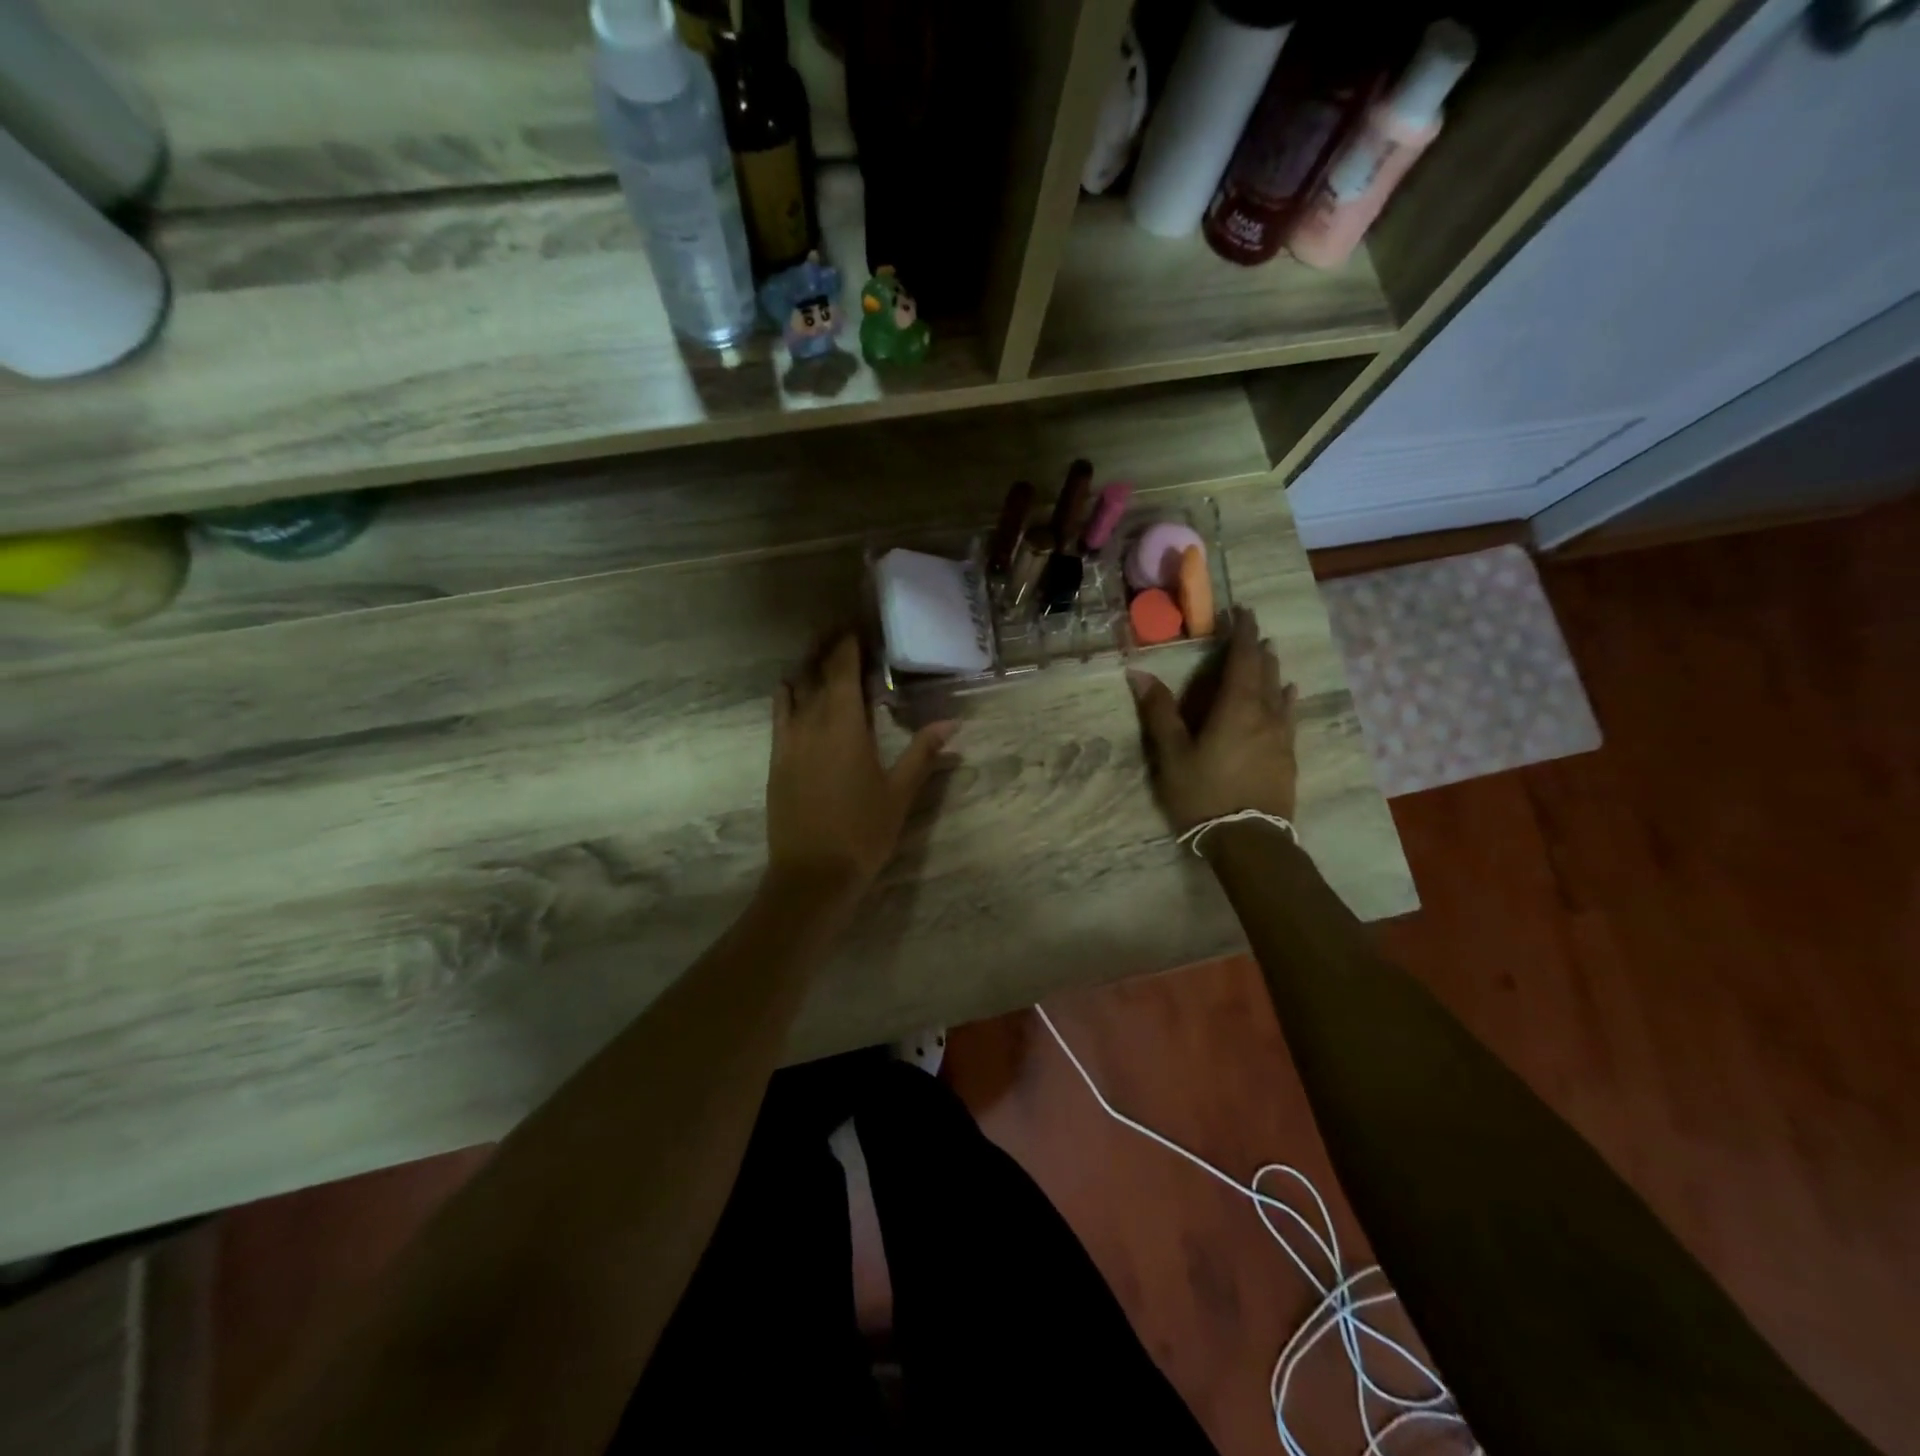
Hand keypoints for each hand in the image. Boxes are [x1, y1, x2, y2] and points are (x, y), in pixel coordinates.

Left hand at [767, 632, 955, 900]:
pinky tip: (793, 691)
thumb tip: (952, 722)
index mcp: (845, 725)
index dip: (849, 643)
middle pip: (816, 672)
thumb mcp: (900, 792)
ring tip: (819, 654)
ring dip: (807, 667)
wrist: (812, 874)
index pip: (843, 669)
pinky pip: (779, 714)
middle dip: (828, 648)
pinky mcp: (776, 760)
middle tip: (841, 629)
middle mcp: (811, 723)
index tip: (858, 625)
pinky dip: (788, 695)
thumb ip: (923, 752)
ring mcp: (788, 741)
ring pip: (793, 689)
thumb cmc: (863, 832)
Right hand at [1127, 609, 1297, 834]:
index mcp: (1235, 707)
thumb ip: (1159, 712)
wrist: (1249, 840)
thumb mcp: (1172, 754)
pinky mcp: (1287, 756)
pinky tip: (1291, 693)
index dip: (1240, 633)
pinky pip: (1289, 715)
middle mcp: (1264, 714)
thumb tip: (1138, 672)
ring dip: (1272, 668)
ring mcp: (1281, 736)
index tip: (1239, 610)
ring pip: (1279, 691)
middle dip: (1256, 646)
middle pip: (1264, 671)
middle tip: (1250, 628)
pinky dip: (1287, 697)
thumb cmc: (1204, 794)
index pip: (1242, 659)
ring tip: (1269, 651)